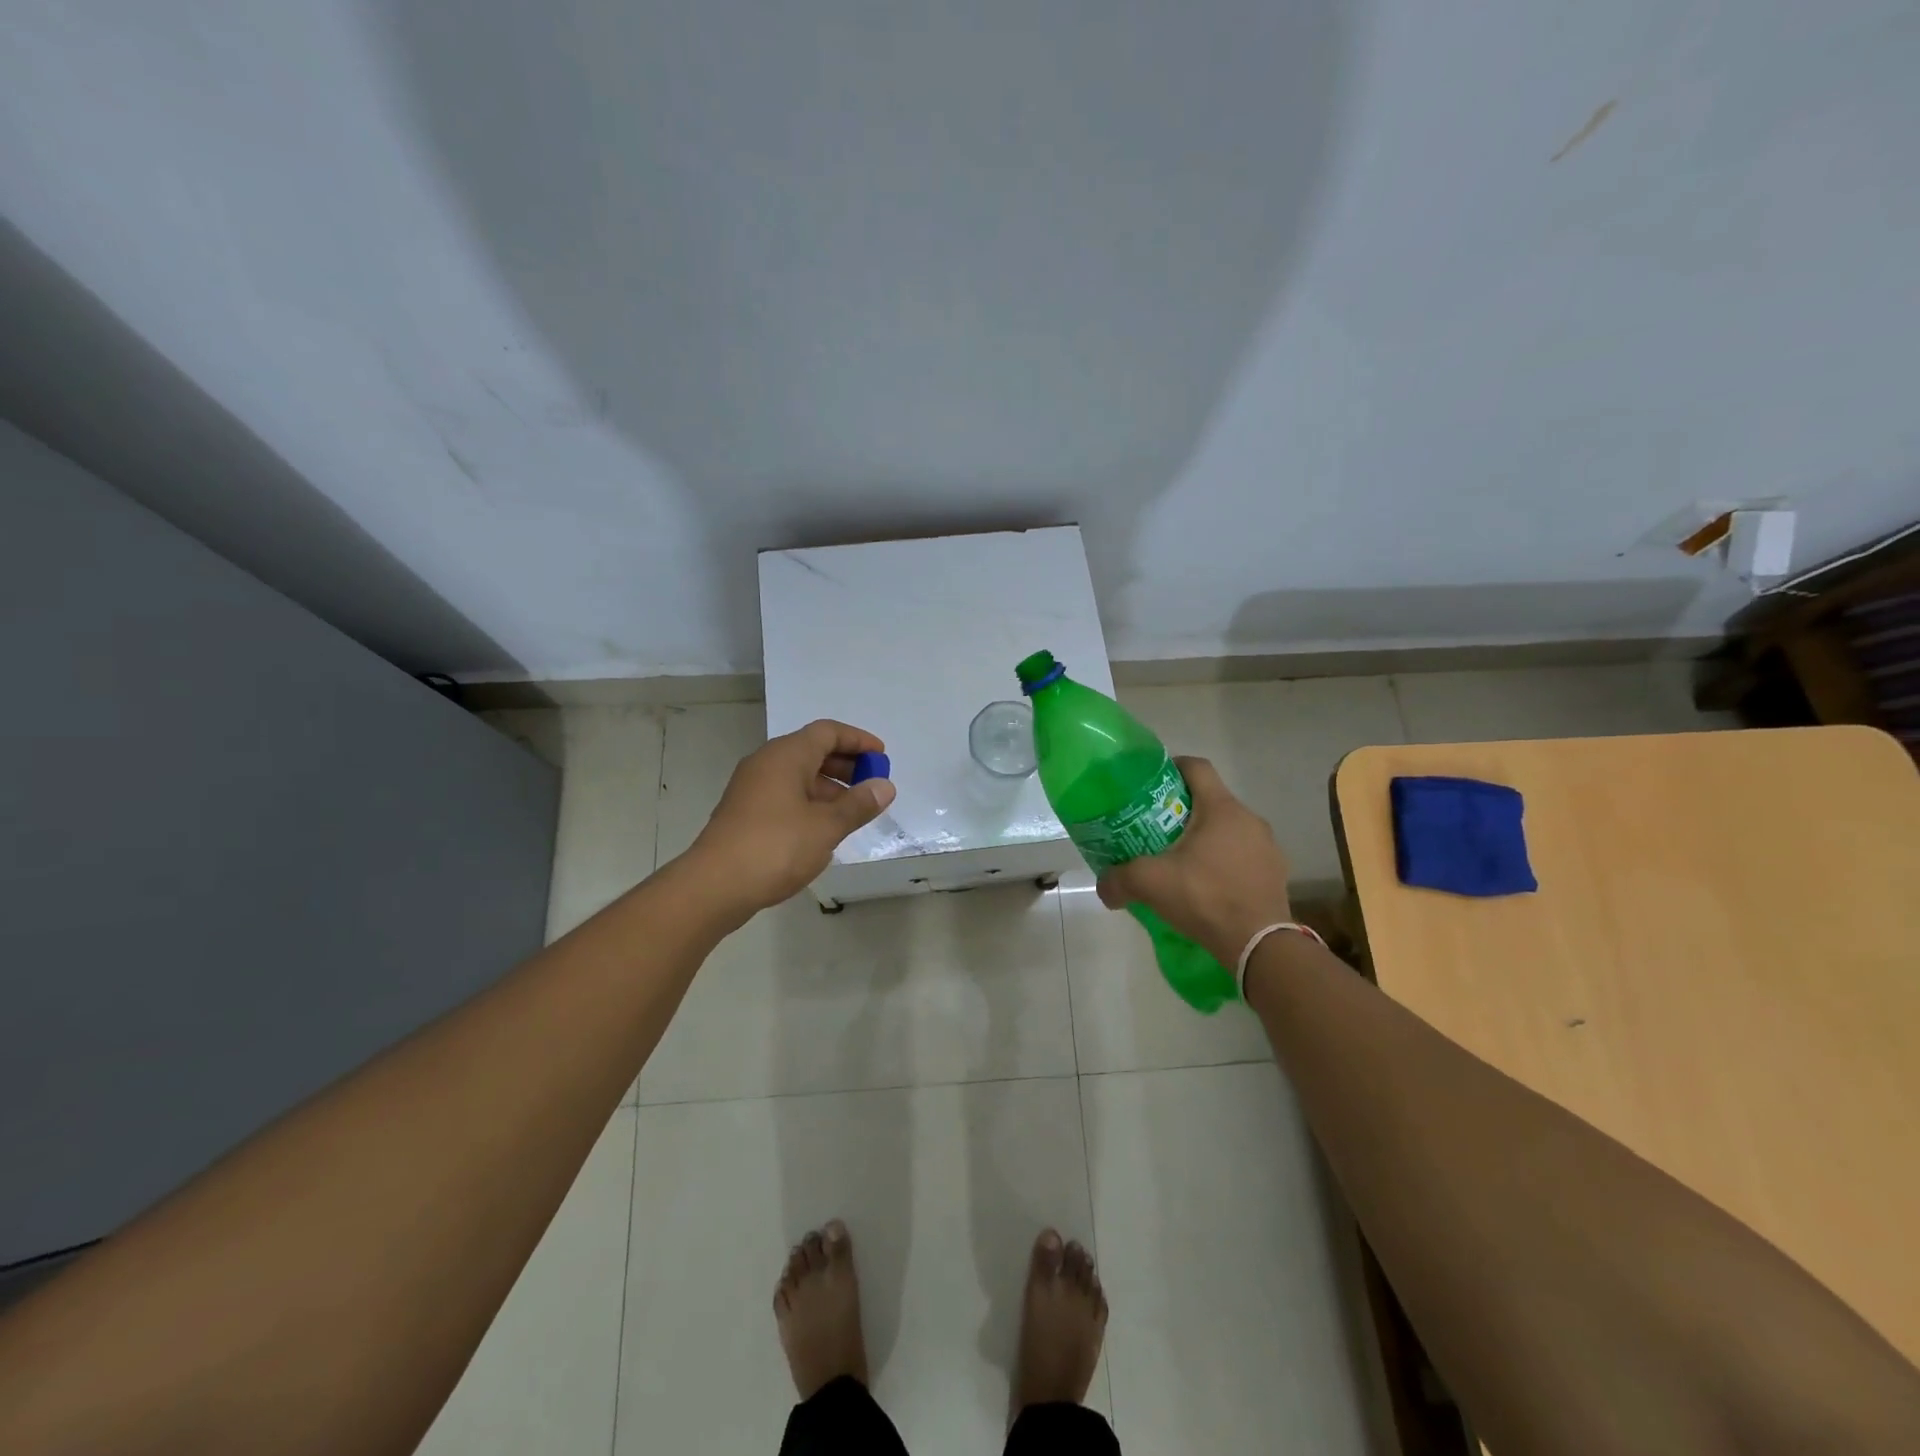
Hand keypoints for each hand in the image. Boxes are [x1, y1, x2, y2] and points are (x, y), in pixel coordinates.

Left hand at [684, 719, 896, 918]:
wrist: (714, 886)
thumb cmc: (775, 847)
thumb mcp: (826, 826)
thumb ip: (858, 804)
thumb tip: (885, 786)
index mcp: (786, 756)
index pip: (827, 732)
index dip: (858, 740)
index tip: (882, 757)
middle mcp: (766, 763)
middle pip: (812, 751)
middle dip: (846, 764)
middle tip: (872, 784)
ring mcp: (752, 788)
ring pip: (798, 775)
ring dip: (829, 787)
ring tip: (854, 811)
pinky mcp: (745, 813)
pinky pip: (785, 795)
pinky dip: (810, 802)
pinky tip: (824, 829)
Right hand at [1096, 756, 1293, 967]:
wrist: (1259, 946)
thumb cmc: (1205, 898)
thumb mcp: (1151, 884)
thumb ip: (1119, 879)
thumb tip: (1103, 886)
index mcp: (1221, 808)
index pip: (1197, 767)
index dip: (1172, 767)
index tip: (1151, 784)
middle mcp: (1249, 819)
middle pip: (1211, 799)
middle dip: (1182, 810)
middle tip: (1156, 828)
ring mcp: (1267, 847)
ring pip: (1229, 829)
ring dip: (1205, 837)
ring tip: (1180, 860)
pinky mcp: (1275, 873)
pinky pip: (1243, 855)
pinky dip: (1223, 861)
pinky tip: (1206, 886)